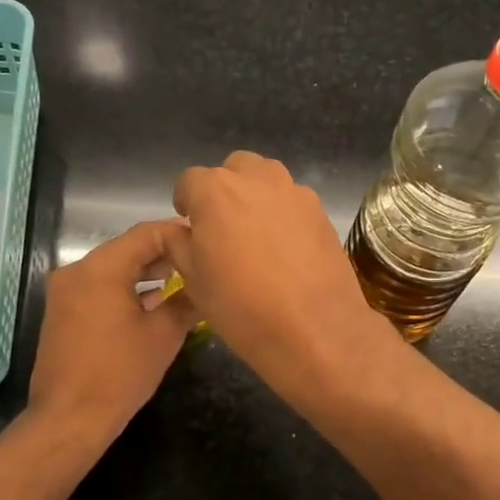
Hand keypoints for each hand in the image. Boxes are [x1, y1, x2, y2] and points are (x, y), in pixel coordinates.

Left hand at [29, 221, 195, 444]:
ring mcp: (65, 291)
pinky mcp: (62, 312)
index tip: (205, 242)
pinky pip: (99, 287)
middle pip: (127, 248)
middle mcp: (76, 271)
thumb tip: (206, 286)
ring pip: (113, 268)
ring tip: (182, 282)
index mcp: (100, 269)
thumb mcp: (163, 335)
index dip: (178, 234)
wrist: (70, 418)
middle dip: (164, 254)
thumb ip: (186, 301)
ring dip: (145, 273)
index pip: (145, 234)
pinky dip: (125, 289)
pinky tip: (152, 302)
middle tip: (199, 263)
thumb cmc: (120, 373)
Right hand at [167, 151, 393, 393]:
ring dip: (255, 198)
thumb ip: (179, 244)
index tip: (190, 228)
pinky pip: (293, 202)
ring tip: (256, 238)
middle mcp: (256, 178)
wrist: (314, 329)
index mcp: (215, 191)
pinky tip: (286, 250)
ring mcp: (294, 192)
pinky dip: (284, 215)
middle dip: (223, 193)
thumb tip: (179, 230)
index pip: (189, 182)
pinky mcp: (321, 211)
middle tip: (223, 230)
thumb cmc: (242, 307)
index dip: (186, 204)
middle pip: (232, 171)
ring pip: (266, 180)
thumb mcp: (193, 280)